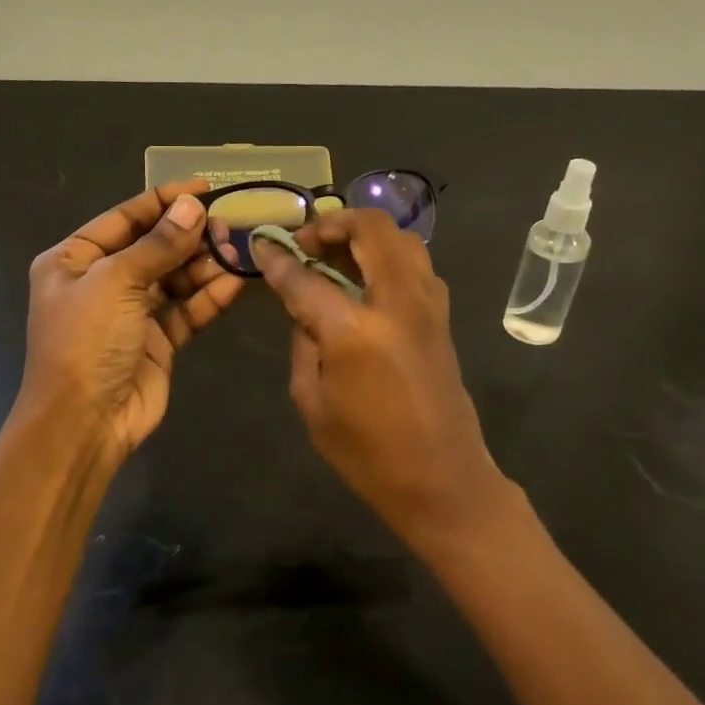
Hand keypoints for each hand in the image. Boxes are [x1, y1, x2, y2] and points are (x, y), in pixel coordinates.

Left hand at [18, 182, 243, 459]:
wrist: (84, 422)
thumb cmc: (87, 341)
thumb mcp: (116, 282)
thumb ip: (158, 244)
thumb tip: (192, 207)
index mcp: (74, 260)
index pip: (124, 218)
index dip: (163, 201)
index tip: (204, 188)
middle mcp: (101, 282)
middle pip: (153, 247)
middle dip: (189, 236)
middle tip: (230, 225)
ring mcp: (130, 313)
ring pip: (173, 278)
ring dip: (203, 266)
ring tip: (236, 252)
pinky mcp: (156, 342)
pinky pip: (185, 311)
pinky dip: (208, 298)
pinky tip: (235, 284)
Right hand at [254, 209, 505, 544]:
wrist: (442, 481)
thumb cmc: (367, 454)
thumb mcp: (312, 403)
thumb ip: (303, 343)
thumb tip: (305, 309)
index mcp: (355, 330)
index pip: (306, 277)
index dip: (278, 258)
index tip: (262, 243)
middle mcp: (397, 302)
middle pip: (370, 229)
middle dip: (332, 223)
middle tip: (306, 242)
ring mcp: (428, 305)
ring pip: (401, 238)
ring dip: (365, 234)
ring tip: (335, 254)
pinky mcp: (442, 316)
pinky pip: (416, 264)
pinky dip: (388, 255)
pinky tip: (365, 279)